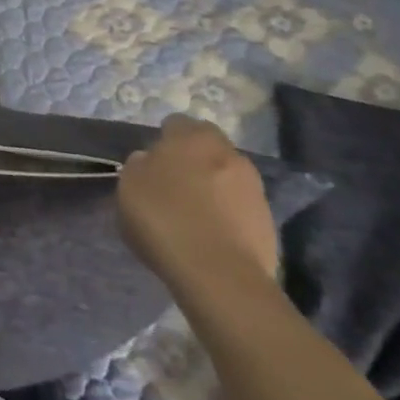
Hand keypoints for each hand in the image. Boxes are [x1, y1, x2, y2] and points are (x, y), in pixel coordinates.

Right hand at [116, 115, 278, 300]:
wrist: (219, 276)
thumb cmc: (165, 219)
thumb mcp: (129, 185)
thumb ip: (140, 165)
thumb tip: (150, 162)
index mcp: (193, 136)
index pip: (176, 124)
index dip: (163, 141)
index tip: (152, 164)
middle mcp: (229, 153)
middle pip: (207, 147)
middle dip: (194, 160)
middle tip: (175, 185)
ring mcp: (254, 188)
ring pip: (227, 177)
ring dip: (214, 188)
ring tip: (194, 215)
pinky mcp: (269, 223)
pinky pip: (240, 208)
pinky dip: (228, 215)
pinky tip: (212, 236)